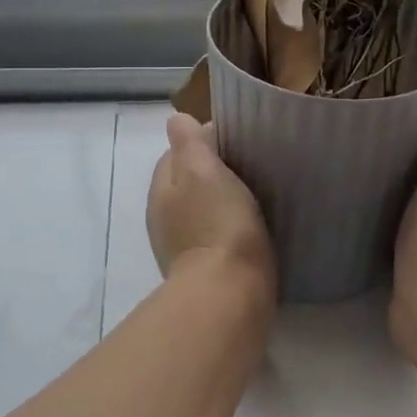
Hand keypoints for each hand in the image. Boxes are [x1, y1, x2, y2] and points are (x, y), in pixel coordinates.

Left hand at [148, 114, 275, 295]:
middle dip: (214, 171)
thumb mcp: (202, 171)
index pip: (177, 151)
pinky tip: (251, 227)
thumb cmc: (217, 224)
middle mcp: (163, 217)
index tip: (238, 139)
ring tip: (256, 194)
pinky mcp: (203, 270)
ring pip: (202, 208)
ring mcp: (180, 246)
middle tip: (251, 166)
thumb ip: (189, 142)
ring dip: (222, 200)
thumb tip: (178, 120)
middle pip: (189, 181)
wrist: (228, 295)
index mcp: (161, 189)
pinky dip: (228, 226)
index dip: (204, 141)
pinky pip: (214, 234)